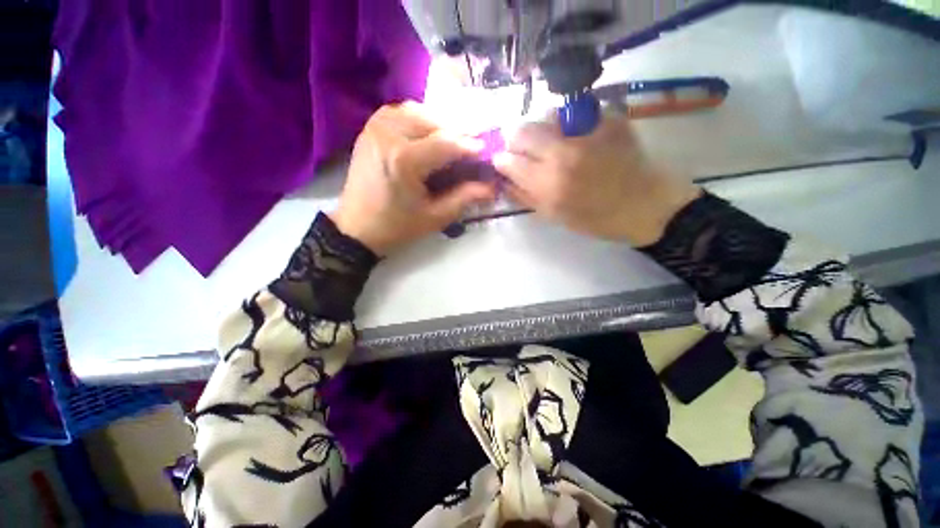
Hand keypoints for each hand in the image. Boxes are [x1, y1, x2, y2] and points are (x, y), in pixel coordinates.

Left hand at [331, 102, 496, 255]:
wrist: (357, 228)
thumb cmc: (397, 227)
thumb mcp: (435, 217)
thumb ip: (464, 198)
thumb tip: (492, 188)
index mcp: (405, 160)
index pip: (447, 143)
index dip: (470, 147)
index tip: (485, 153)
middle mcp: (389, 135)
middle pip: (434, 121)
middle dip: (456, 133)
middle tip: (468, 150)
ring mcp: (376, 128)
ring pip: (417, 111)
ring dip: (437, 124)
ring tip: (449, 142)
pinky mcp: (369, 129)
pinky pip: (399, 112)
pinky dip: (417, 118)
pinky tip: (425, 134)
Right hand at [493, 112, 701, 246]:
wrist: (645, 206)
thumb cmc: (595, 219)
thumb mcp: (554, 216)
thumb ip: (525, 196)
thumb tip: (504, 179)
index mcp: (548, 184)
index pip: (509, 160)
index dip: (502, 159)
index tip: (504, 161)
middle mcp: (563, 154)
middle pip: (522, 130)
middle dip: (515, 138)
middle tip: (522, 147)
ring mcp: (587, 132)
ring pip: (546, 115)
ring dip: (541, 127)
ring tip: (551, 141)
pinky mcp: (608, 119)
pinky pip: (576, 112)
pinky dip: (568, 122)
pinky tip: (576, 136)